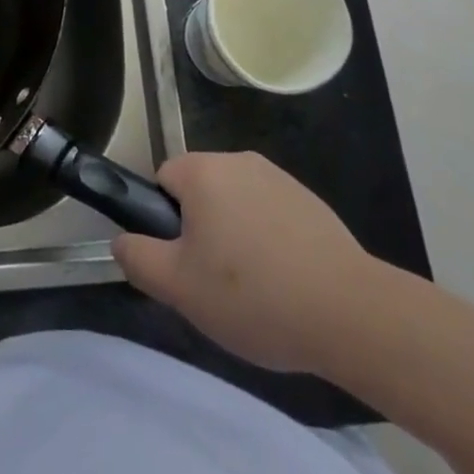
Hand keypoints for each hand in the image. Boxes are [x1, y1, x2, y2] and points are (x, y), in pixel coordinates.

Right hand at [112, 151, 378, 375]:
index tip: (184, 263)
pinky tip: (285, 283)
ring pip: (236, 204)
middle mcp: (238, 160)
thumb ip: (138, 258)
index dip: (165, 223)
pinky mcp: (310, 201)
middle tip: (214, 284)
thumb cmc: (253, 295)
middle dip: (200, 231)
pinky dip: (268, 242)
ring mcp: (279, 178)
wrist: (350, 313)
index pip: (162, 180)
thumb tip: (123, 241)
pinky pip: (270, 215)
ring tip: (253, 291)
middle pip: (200, 191)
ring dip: (235, 236)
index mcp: (203, 170)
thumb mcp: (179, 287)